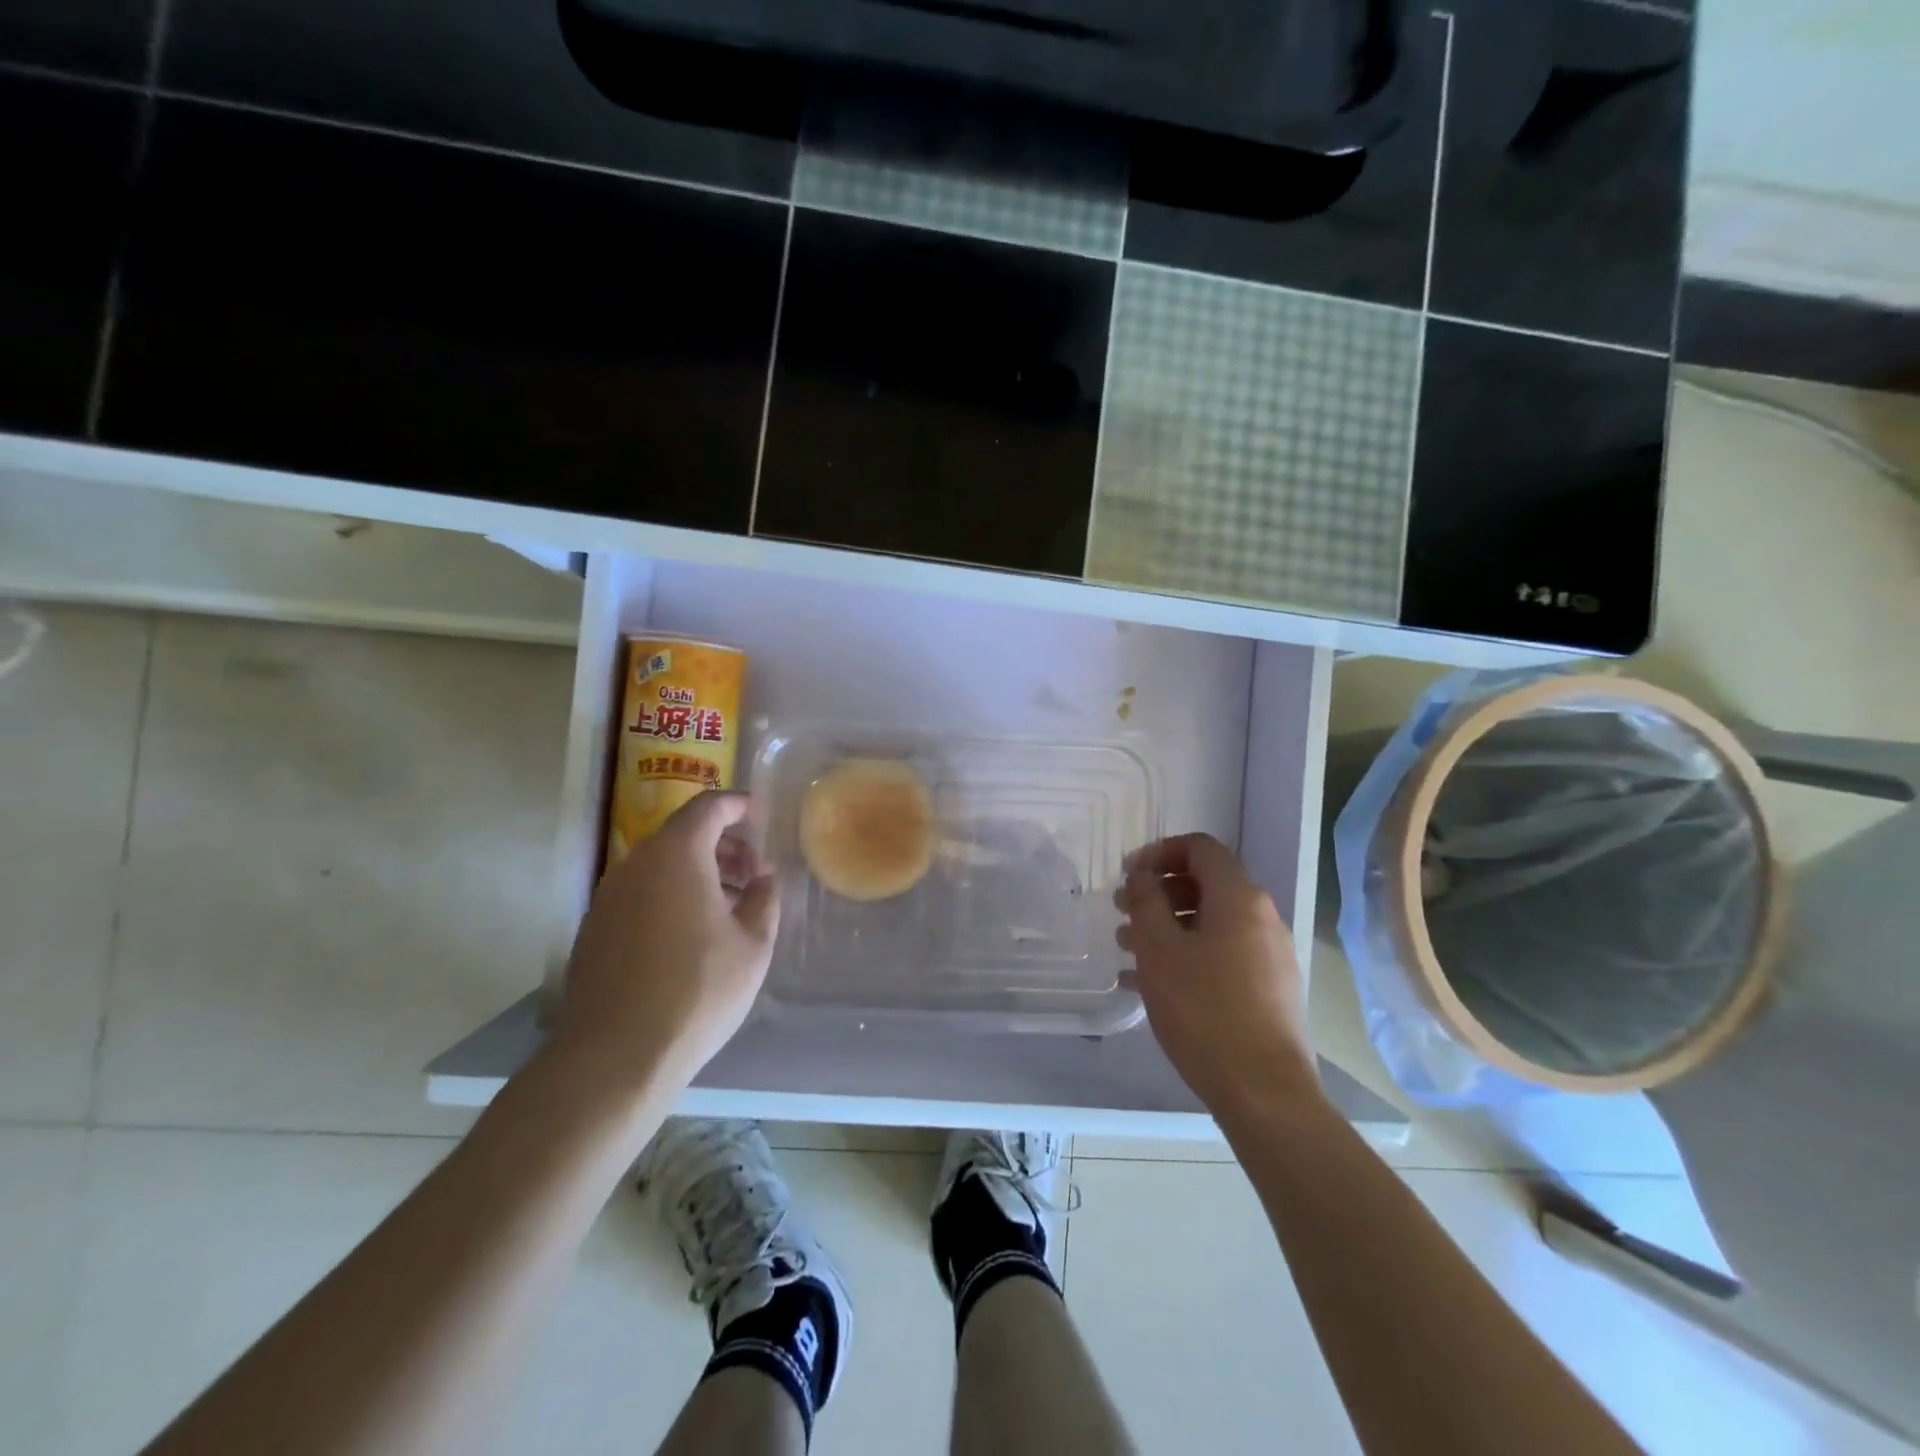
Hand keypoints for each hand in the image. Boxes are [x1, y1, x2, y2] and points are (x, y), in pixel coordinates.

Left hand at [553, 792, 779, 1095]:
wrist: (615, 1056)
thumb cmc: (697, 990)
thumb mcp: (753, 944)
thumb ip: (764, 898)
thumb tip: (764, 878)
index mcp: (677, 855)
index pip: (709, 806)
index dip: (739, 805)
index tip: (763, 817)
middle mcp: (636, 864)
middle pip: (683, 834)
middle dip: (724, 844)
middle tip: (754, 873)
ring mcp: (609, 896)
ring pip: (661, 865)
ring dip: (698, 871)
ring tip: (729, 906)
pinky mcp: (595, 928)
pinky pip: (641, 892)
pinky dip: (671, 894)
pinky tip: (692, 934)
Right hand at [1117, 833, 1322, 1120]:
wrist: (1264, 1092)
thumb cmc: (1204, 1010)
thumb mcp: (1159, 950)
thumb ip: (1146, 902)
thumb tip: (1143, 876)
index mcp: (1239, 898)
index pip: (1200, 848)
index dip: (1159, 852)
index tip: (1127, 876)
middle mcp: (1261, 917)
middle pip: (1205, 884)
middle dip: (1158, 893)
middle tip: (1121, 913)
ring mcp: (1269, 955)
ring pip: (1210, 922)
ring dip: (1167, 926)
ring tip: (1128, 950)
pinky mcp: (1268, 989)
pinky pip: (1221, 954)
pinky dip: (1186, 955)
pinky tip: (1149, 985)